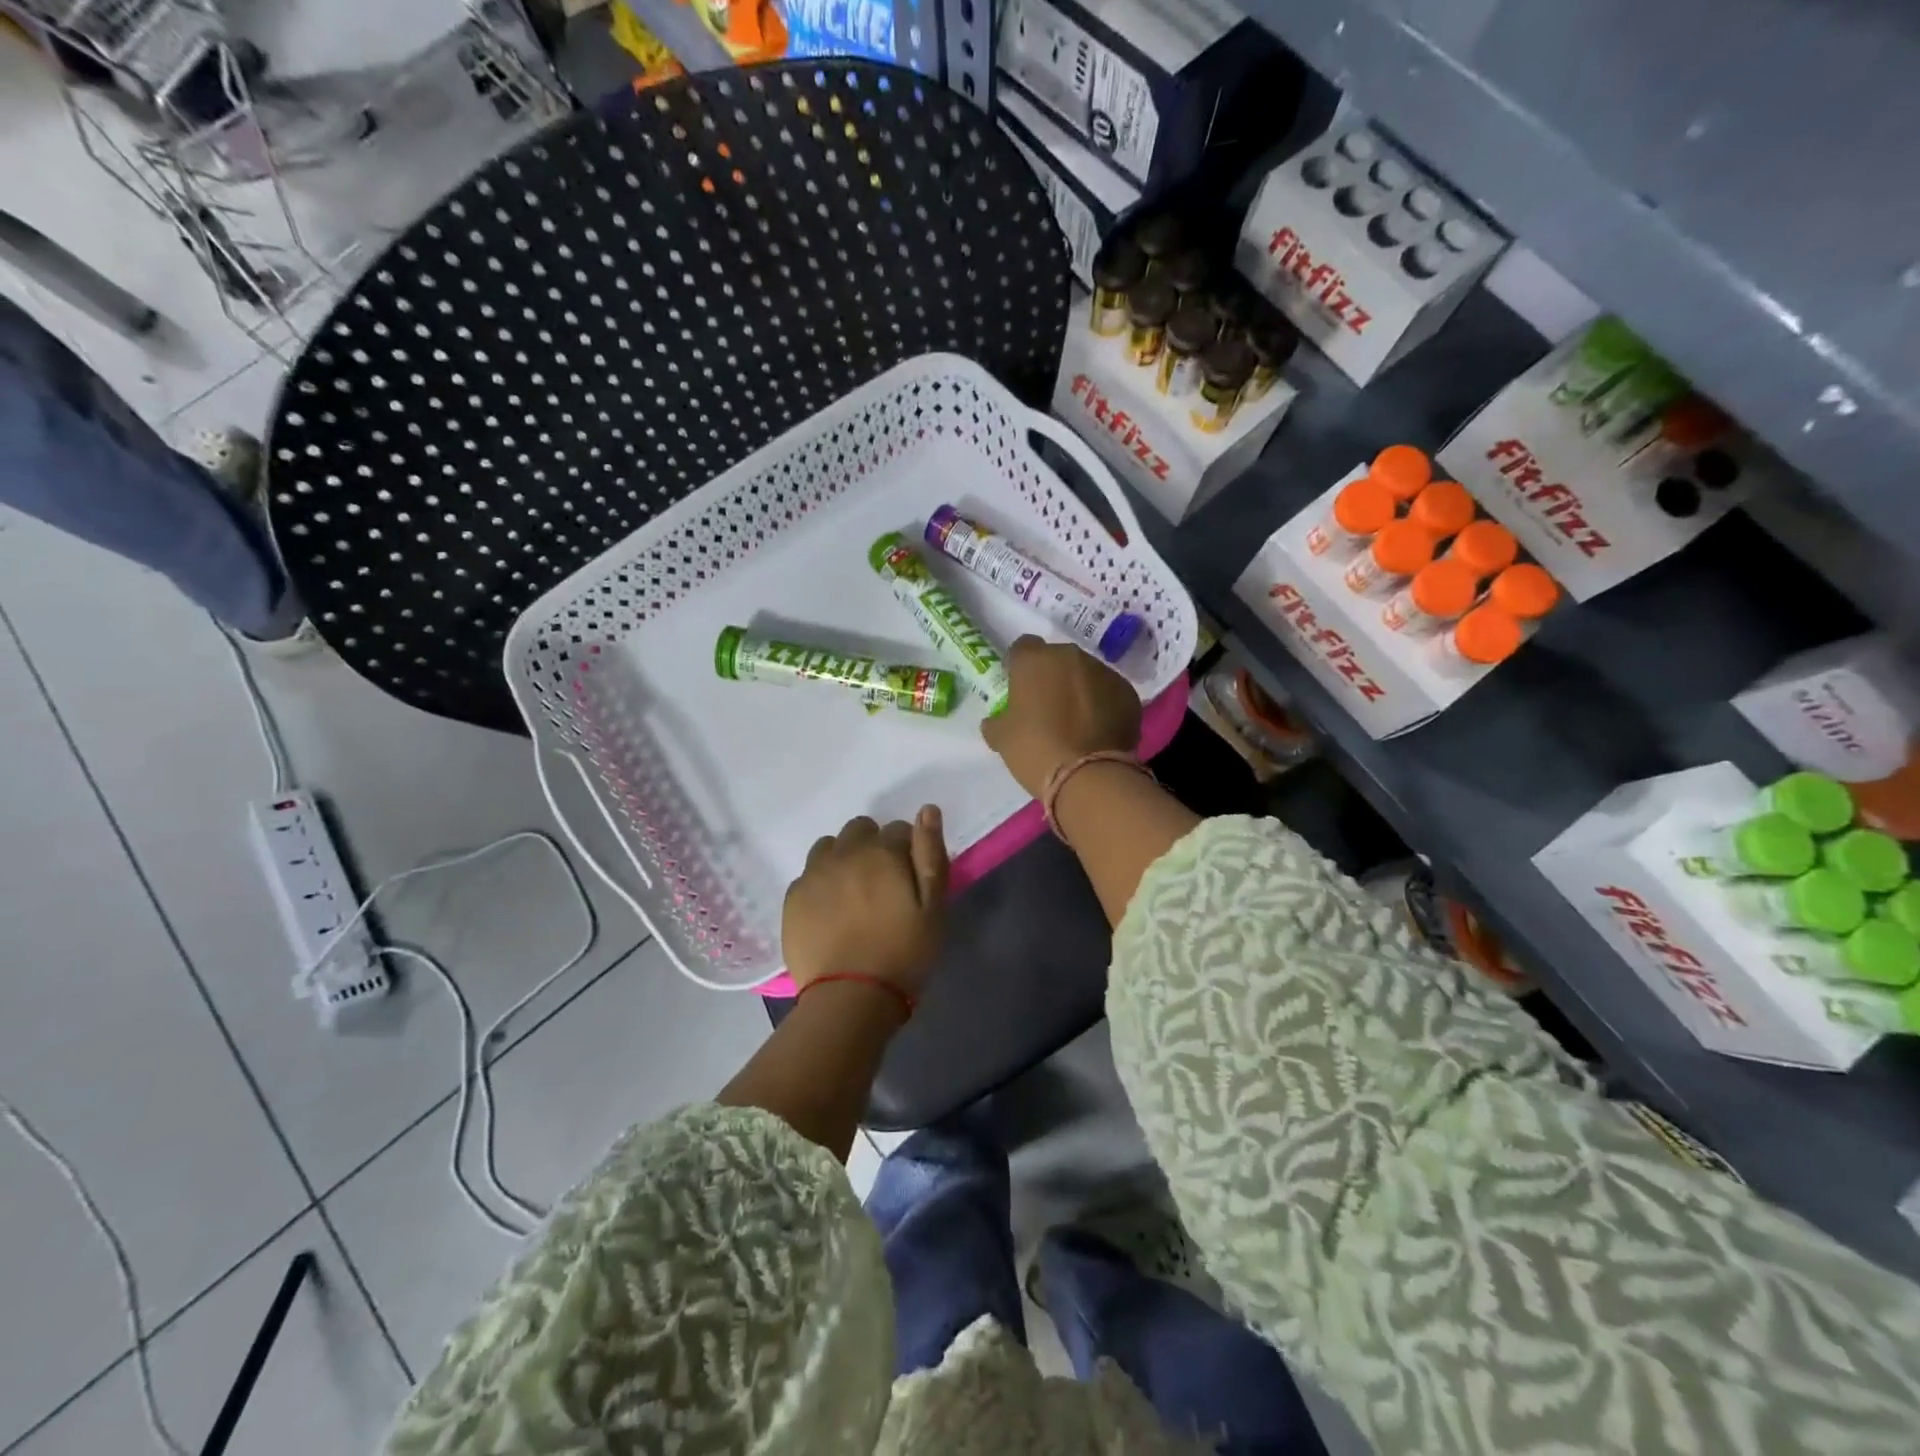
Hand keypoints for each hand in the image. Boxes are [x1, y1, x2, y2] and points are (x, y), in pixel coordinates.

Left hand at [782, 806, 949, 999]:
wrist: (849, 997)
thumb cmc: (903, 953)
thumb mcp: (933, 908)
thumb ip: (930, 855)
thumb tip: (927, 810)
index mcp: (882, 852)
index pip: (900, 829)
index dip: (908, 850)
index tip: (910, 878)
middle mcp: (844, 853)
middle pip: (860, 829)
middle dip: (873, 847)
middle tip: (881, 884)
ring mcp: (813, 874)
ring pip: (830, 847)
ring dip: (843, 858)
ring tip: (853, 893)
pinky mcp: (793, 897)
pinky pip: (808, 874)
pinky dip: (820, 882)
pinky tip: (829, 910)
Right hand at [981, 635, 1141, 797]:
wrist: (1088, 775)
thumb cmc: (1035, 749)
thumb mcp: (1002, 738)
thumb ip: (997, 721)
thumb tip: (996, 721)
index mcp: (1034, 660)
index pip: (1022, 648)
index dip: (1019, 666)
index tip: (1018, 687)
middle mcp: (1071, 656)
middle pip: (1058, 659)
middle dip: (1052, 677)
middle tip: (1047, 706)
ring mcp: (1104, 672)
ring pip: (1086, 674)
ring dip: (1079, 689)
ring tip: (1076, 721)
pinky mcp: (1128, 693)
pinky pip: (1109, 693)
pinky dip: (1103, 705)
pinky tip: (1098, 730)